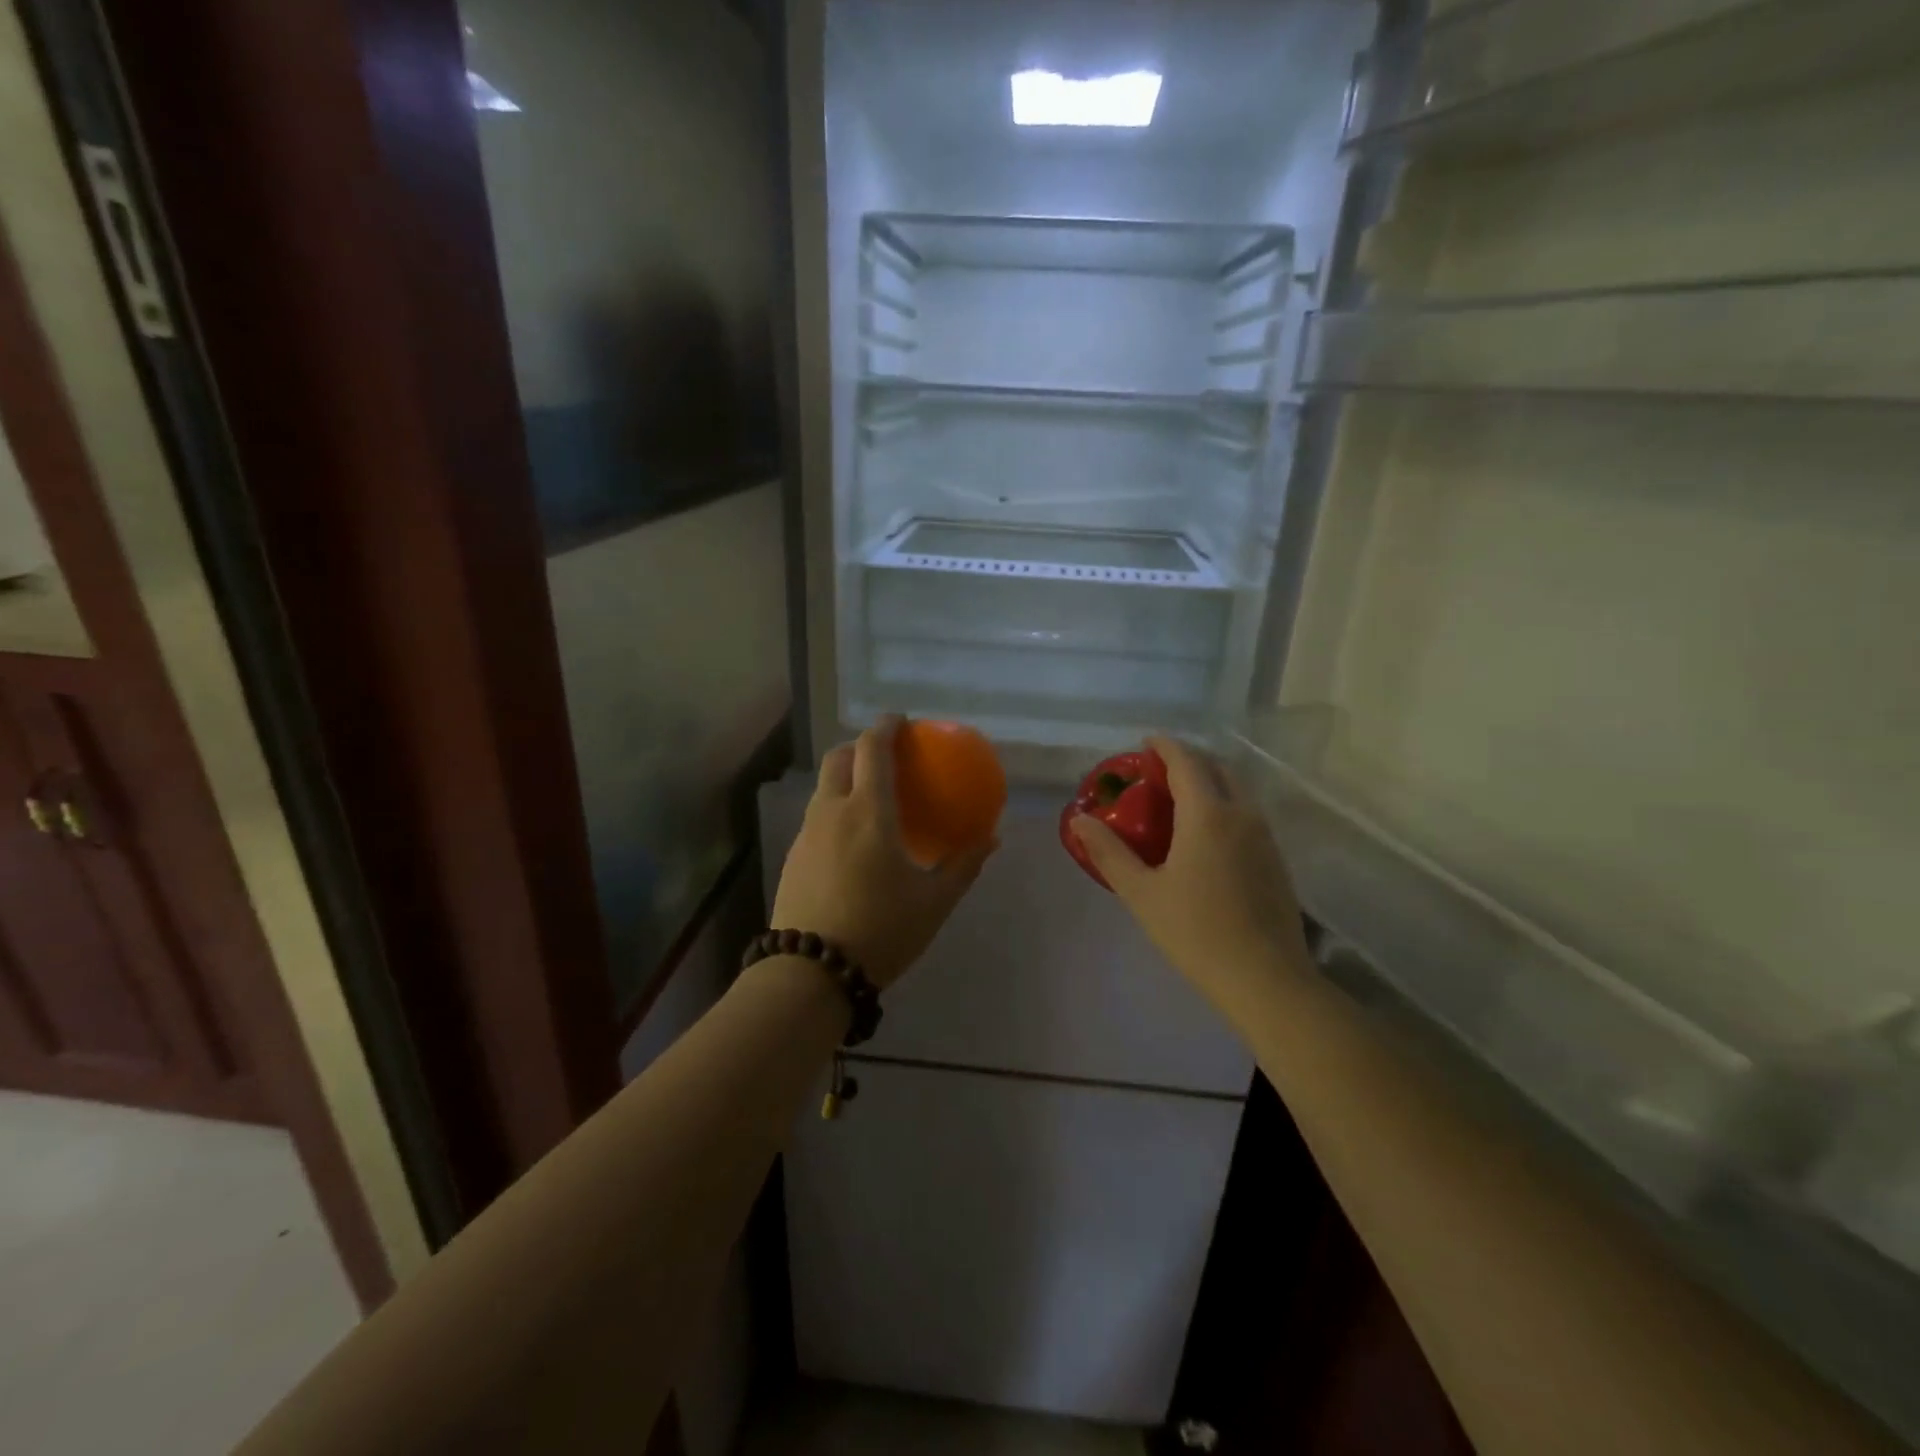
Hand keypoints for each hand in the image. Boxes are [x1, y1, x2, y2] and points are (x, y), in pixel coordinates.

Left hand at [770, 716, 994, 988]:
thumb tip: (992, 838)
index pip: (872, 749)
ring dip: (844, 777)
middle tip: (884, 756)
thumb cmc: (881, 931)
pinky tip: (850, 840)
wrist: (811, 973)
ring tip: (868, 796)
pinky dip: (834, 808)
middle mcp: (832, 811)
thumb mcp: (934, 901)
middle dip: (859, 746)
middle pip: (839, 758)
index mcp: (868, 812)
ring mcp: (806, 834)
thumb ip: (964, 865)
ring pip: (823, 787)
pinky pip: (816, 816)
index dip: (886, 727)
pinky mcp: (792, 857)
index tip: (901, 721)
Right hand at [1070, 736, 1312, 1006]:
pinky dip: (1224, 806)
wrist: (1265, 979)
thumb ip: (1109, 851)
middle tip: (1158, 774)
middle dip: (1188, 761)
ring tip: (1179, 803)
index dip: (1164, 746)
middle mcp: (1241, 813)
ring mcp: (1265, 836)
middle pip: (1217, 768)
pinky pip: (1247, 814)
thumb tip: (1079, 819)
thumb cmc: (1195, 932)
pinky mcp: (1276, 859)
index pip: (1186, 761)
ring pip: (1237, 790)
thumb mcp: (1141, 892)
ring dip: (1209, 783)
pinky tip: (1206, 837)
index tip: (1144, 744)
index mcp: (1207, 814)